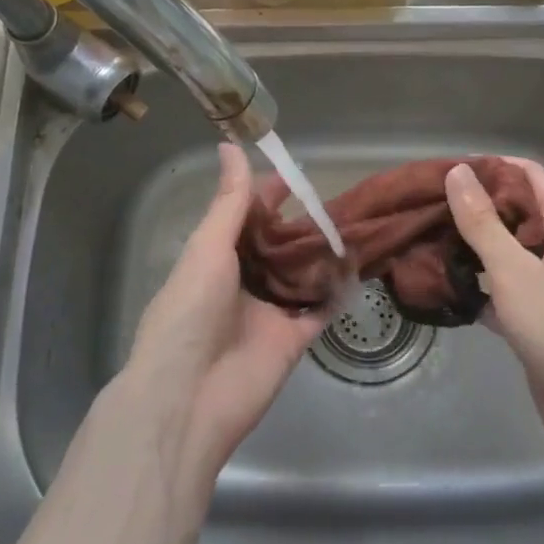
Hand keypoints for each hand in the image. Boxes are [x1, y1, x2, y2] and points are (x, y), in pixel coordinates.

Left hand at [127, 144, 327, 479]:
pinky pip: (318, 311)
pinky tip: (356, 270)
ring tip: (353, 227)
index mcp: (214, 259)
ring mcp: (267, 313)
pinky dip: (335, 293)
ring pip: (300, 275)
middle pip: (276, 246)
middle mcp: (241, 282)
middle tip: (335, 203)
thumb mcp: (208, 248)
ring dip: (320, 255)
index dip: (267, 197)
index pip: (245, 218)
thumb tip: (230, 144)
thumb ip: (228, 201)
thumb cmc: (189, 312)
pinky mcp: (291, 341)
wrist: (187, 398)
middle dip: (300, 225)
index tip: (296, 176)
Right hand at [445, 158, 543, 452]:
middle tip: (424, 208)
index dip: (488, 167)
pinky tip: (444, 286)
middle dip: (474, 207)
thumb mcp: (515, 272)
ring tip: (425, 241)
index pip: (527, 174)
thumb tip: (459, 171)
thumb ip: (483, 222)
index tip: (443, 172)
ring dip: (472, 246)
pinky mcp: (543, 317)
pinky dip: (480, 282)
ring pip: (508, 250)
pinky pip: (506, 286)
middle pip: (516, 210)